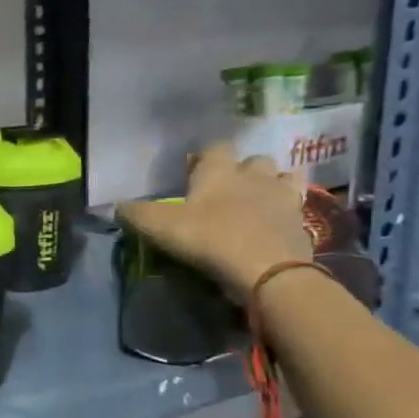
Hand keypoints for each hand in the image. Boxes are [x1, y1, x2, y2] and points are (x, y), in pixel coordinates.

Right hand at [117, 142, 313, 301]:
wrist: (268, 270)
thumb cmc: (210, 239)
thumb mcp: (159, 227)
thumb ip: (135, 214)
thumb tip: (116, 206)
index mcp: (219, 171)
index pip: (215, 148)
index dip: (204, 158)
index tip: (193, 173)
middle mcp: (254, 175)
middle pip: (252, 160)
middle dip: (242, 170)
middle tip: (226, 191)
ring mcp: (283, 196)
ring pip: (281, 177)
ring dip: (270, 184)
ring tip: (256, 203)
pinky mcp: (302, 221)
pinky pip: (296, 206)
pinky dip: (286, 211)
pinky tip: (275, 224)